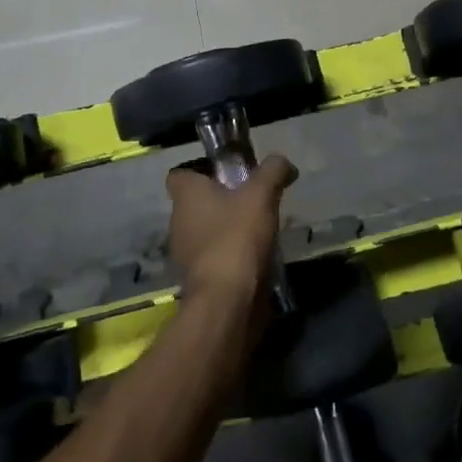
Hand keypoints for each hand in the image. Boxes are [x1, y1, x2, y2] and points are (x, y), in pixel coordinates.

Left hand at [166, 155, 296, 305]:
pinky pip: (213, 258)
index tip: (227, 173)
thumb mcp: (261, 194)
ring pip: (205, 231)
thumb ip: (272, 171)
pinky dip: (230, 255)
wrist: (227, 299)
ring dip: (226, 229)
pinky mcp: (198, 279)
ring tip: (258, 229)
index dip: (201, 170)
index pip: (180, 174)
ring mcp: (185, 254)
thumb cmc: (237, 236)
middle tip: (252, 199)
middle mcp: (178, 222)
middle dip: (221, 200)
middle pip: (196, 203)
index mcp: (186, 196)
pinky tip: (255, 256)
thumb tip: (283, 162)